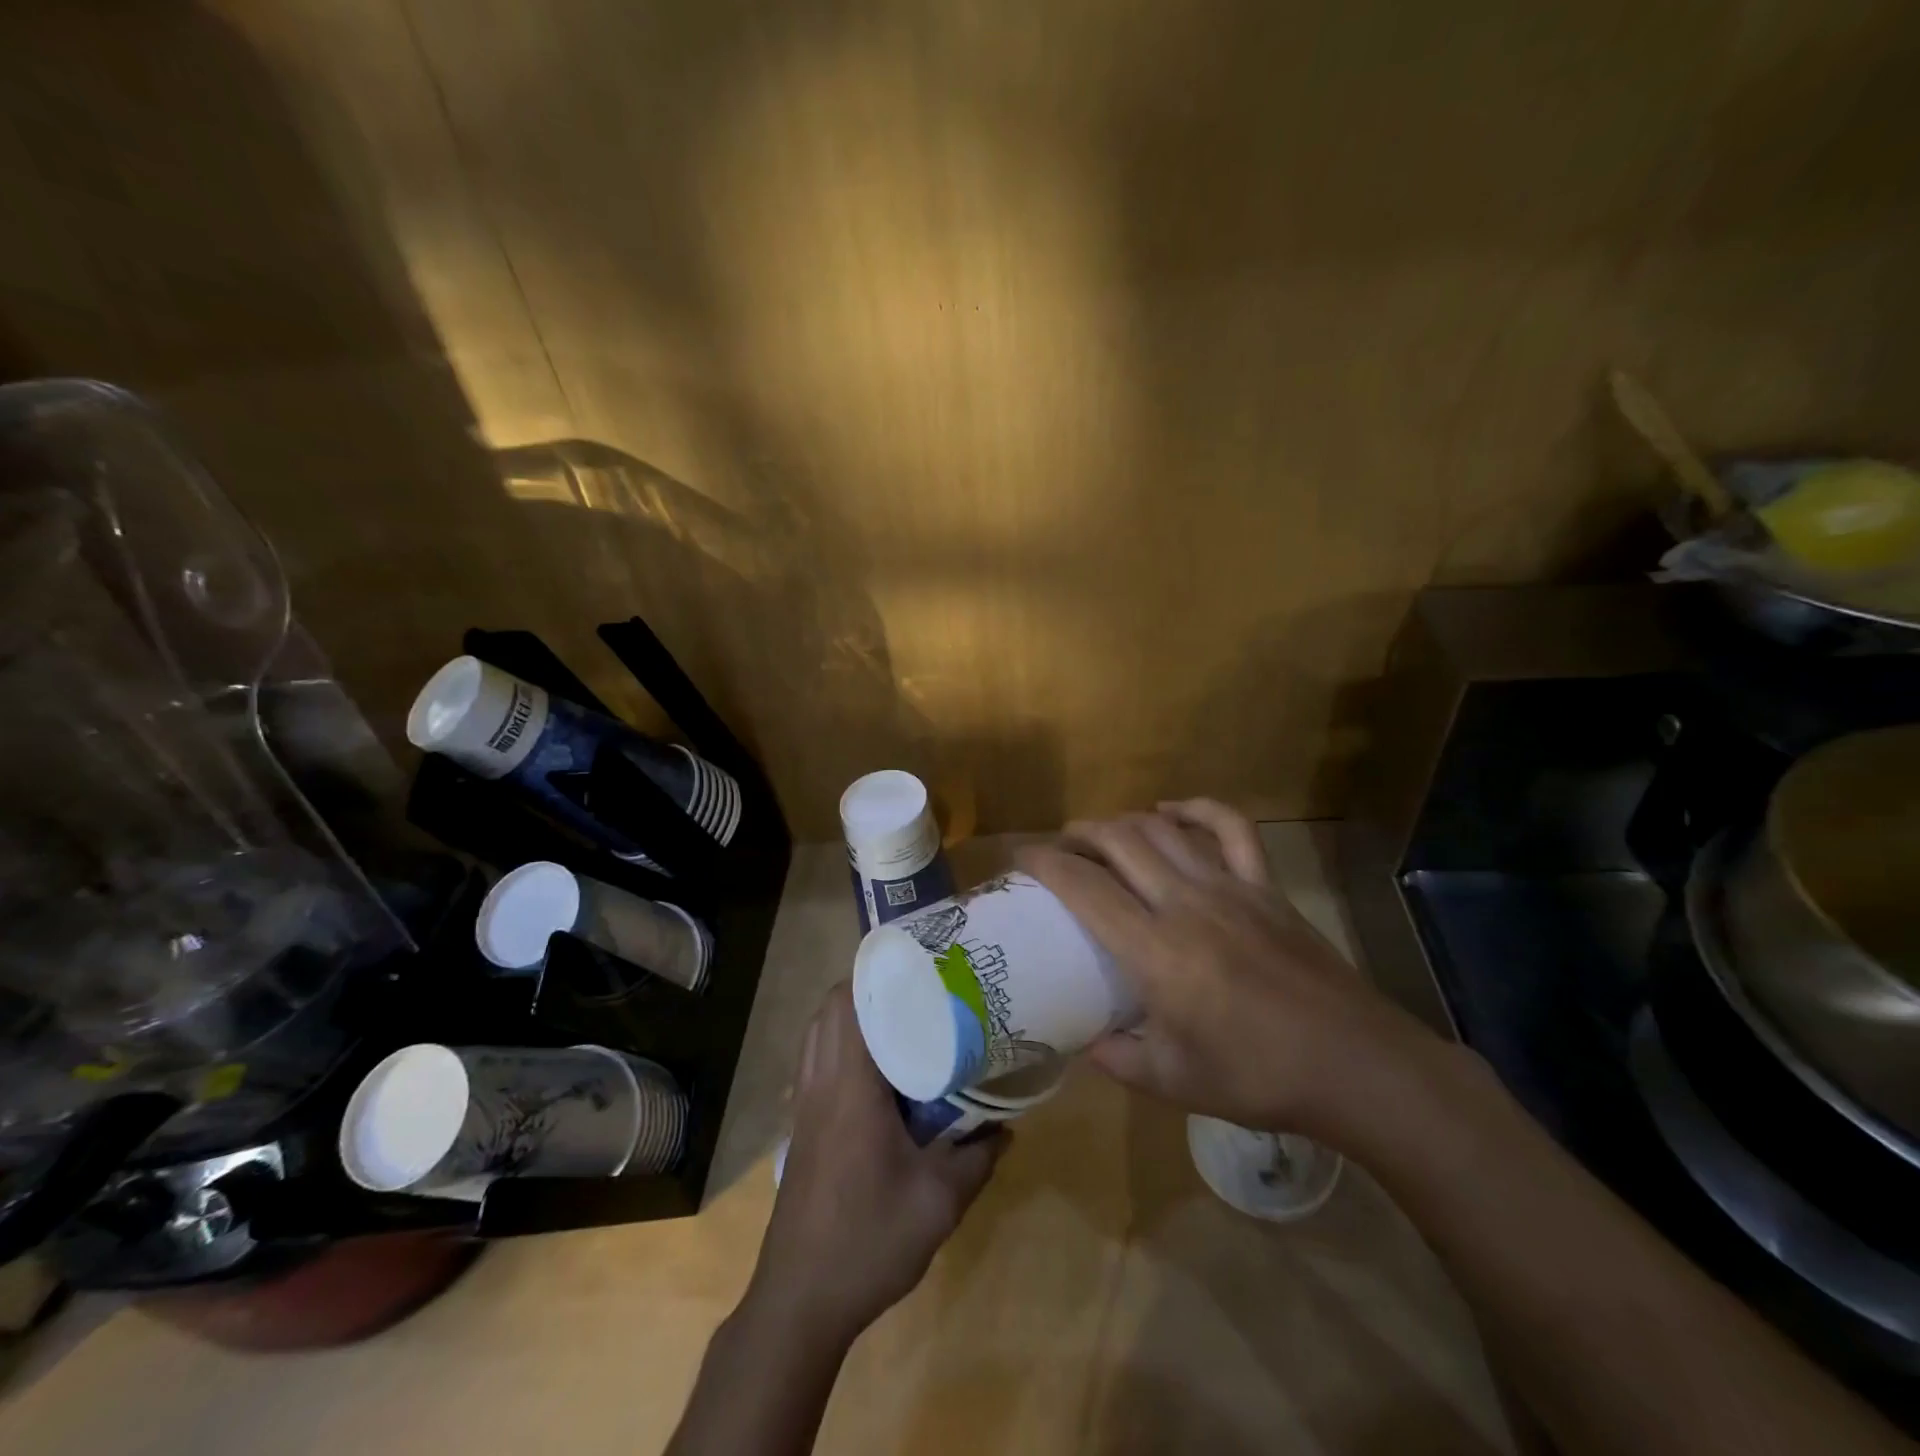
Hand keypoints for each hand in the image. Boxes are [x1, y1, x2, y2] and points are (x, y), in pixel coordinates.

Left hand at [751, 984, 1003, 1345]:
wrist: (799, 1301)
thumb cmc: (868, 1241)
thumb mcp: (939, 1203)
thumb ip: (977, 1157)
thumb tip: (1007, 1127)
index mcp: (850, 1087)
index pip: (849, 1004)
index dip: (876, 974)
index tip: (916, 963)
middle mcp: (820, 1083)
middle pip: (829, 1009)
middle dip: (867, 987)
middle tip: (915, 988)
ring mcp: (804, 1104)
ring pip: (818, 1033)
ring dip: (850, 1015)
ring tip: (898, 1018)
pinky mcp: (801, 1126)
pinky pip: (815, 1060)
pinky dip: (839, 1045)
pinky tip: (877, 1071)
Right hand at [1017, 799, 1436, 1142]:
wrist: (1355, 1065)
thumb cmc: (1258, 1077)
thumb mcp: (1172, 1080)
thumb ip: (1117, 1058)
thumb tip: (1084, 1043)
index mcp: (1156, 951)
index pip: (1085, 888)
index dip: (1046, 862)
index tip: (1021, 855)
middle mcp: (1186, 904)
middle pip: (1120, 842)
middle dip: (1081, 834)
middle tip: (1061, 846)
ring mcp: (1231, 888)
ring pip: (1164, 830)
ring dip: (1126, 822)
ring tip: (1104, 833)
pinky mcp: (1265, 886)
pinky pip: (1231, 828)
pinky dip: (1198, 809)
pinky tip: (1172, 810)